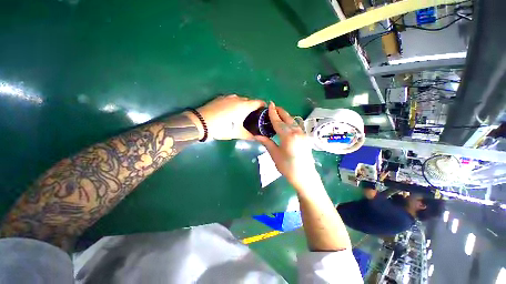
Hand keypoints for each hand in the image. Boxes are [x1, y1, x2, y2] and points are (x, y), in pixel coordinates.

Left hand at [186, 95, 265, 139]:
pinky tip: (231, 112)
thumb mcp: (237, 133)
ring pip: (240, 99)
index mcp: (245, 106)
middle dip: (253, 107)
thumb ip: (249, 136)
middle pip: (250, 100)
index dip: (263, 106)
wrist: (201, 123)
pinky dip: (235, 104)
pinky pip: (232, 100)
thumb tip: (256, 138)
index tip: (264, 113)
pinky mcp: (220, 98)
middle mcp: (238, 98)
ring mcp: (228, 97)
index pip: (259, 102)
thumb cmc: (223, 127)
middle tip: (253, 117)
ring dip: (243, 105)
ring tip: (242, 115)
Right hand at [255, 101, 317, 189]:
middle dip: (281, 111)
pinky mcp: (305, 138)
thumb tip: (256, 135)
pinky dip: (291, 122)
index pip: (278, 122)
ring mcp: (302, 134)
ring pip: (293, 121)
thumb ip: (267, 142)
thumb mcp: (275, 154)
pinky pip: (297, 126)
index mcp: (288, 136)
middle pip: (287, 118)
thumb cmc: (287, 167)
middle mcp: (296, 132)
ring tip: (279, 113)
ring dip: (286, 116)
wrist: (305, 176)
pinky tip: (287, 123)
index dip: (273, 113)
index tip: (270, 104)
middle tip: (274, 107)